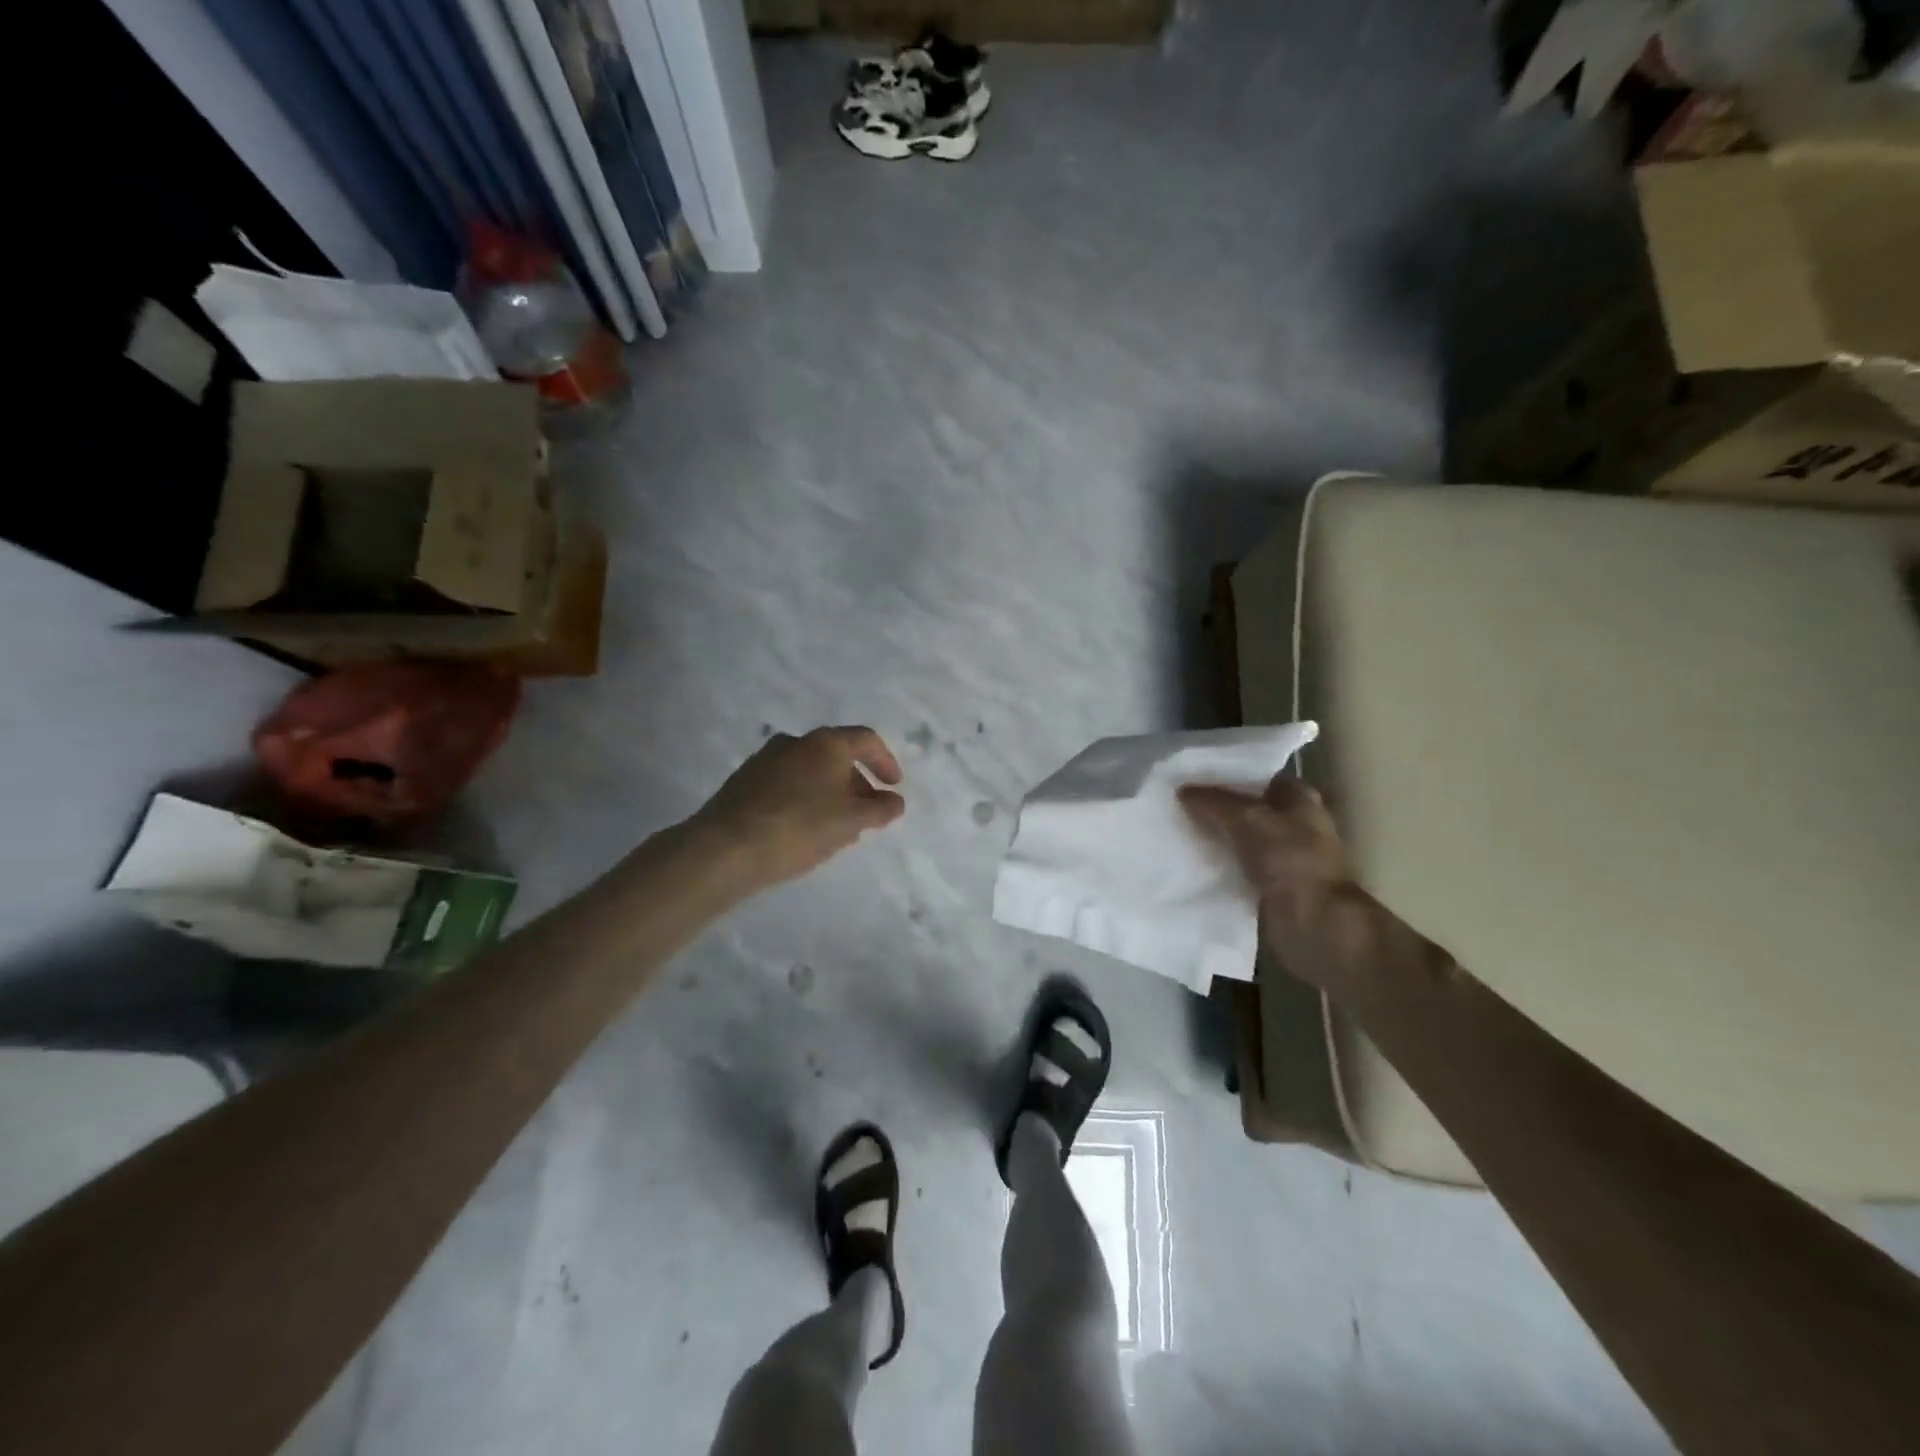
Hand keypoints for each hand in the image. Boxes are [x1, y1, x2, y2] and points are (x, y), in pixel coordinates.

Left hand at [693, 726, 905, 890]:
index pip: (866, 740)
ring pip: (811, 771)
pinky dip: (805, 798)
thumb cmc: (799, 827)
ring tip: (837, 826)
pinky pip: (787, 783)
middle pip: (837, 755)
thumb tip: (895, 801)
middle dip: (858, 783)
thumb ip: (880, 810)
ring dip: (831, 792)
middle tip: (867, 813)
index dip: (886, 762)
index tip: (894, 787)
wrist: (724, 848)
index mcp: (825, 743)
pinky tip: (804, 828)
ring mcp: (765, 760)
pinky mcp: (744, 782)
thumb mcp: (851, 822)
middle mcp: (795, 742)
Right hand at [1179, 774, 1372, 988]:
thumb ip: (1213, 802)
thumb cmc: (1289, 858)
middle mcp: (1295, 824)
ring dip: (1216, 836)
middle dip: (1217, 806)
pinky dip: (1218, 863)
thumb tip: (1182, 790)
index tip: (1195, 774)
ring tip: (1177, 827)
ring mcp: (1284, 856)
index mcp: (1300, 799)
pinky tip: (1190, 859)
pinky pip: (1237, 866)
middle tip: (1179, 801)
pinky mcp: (1271, 885)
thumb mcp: (1246, 818)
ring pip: (1240, 838)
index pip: (1260, 776)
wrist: (1312, 921)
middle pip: (1248, 808)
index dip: (1230, 773)